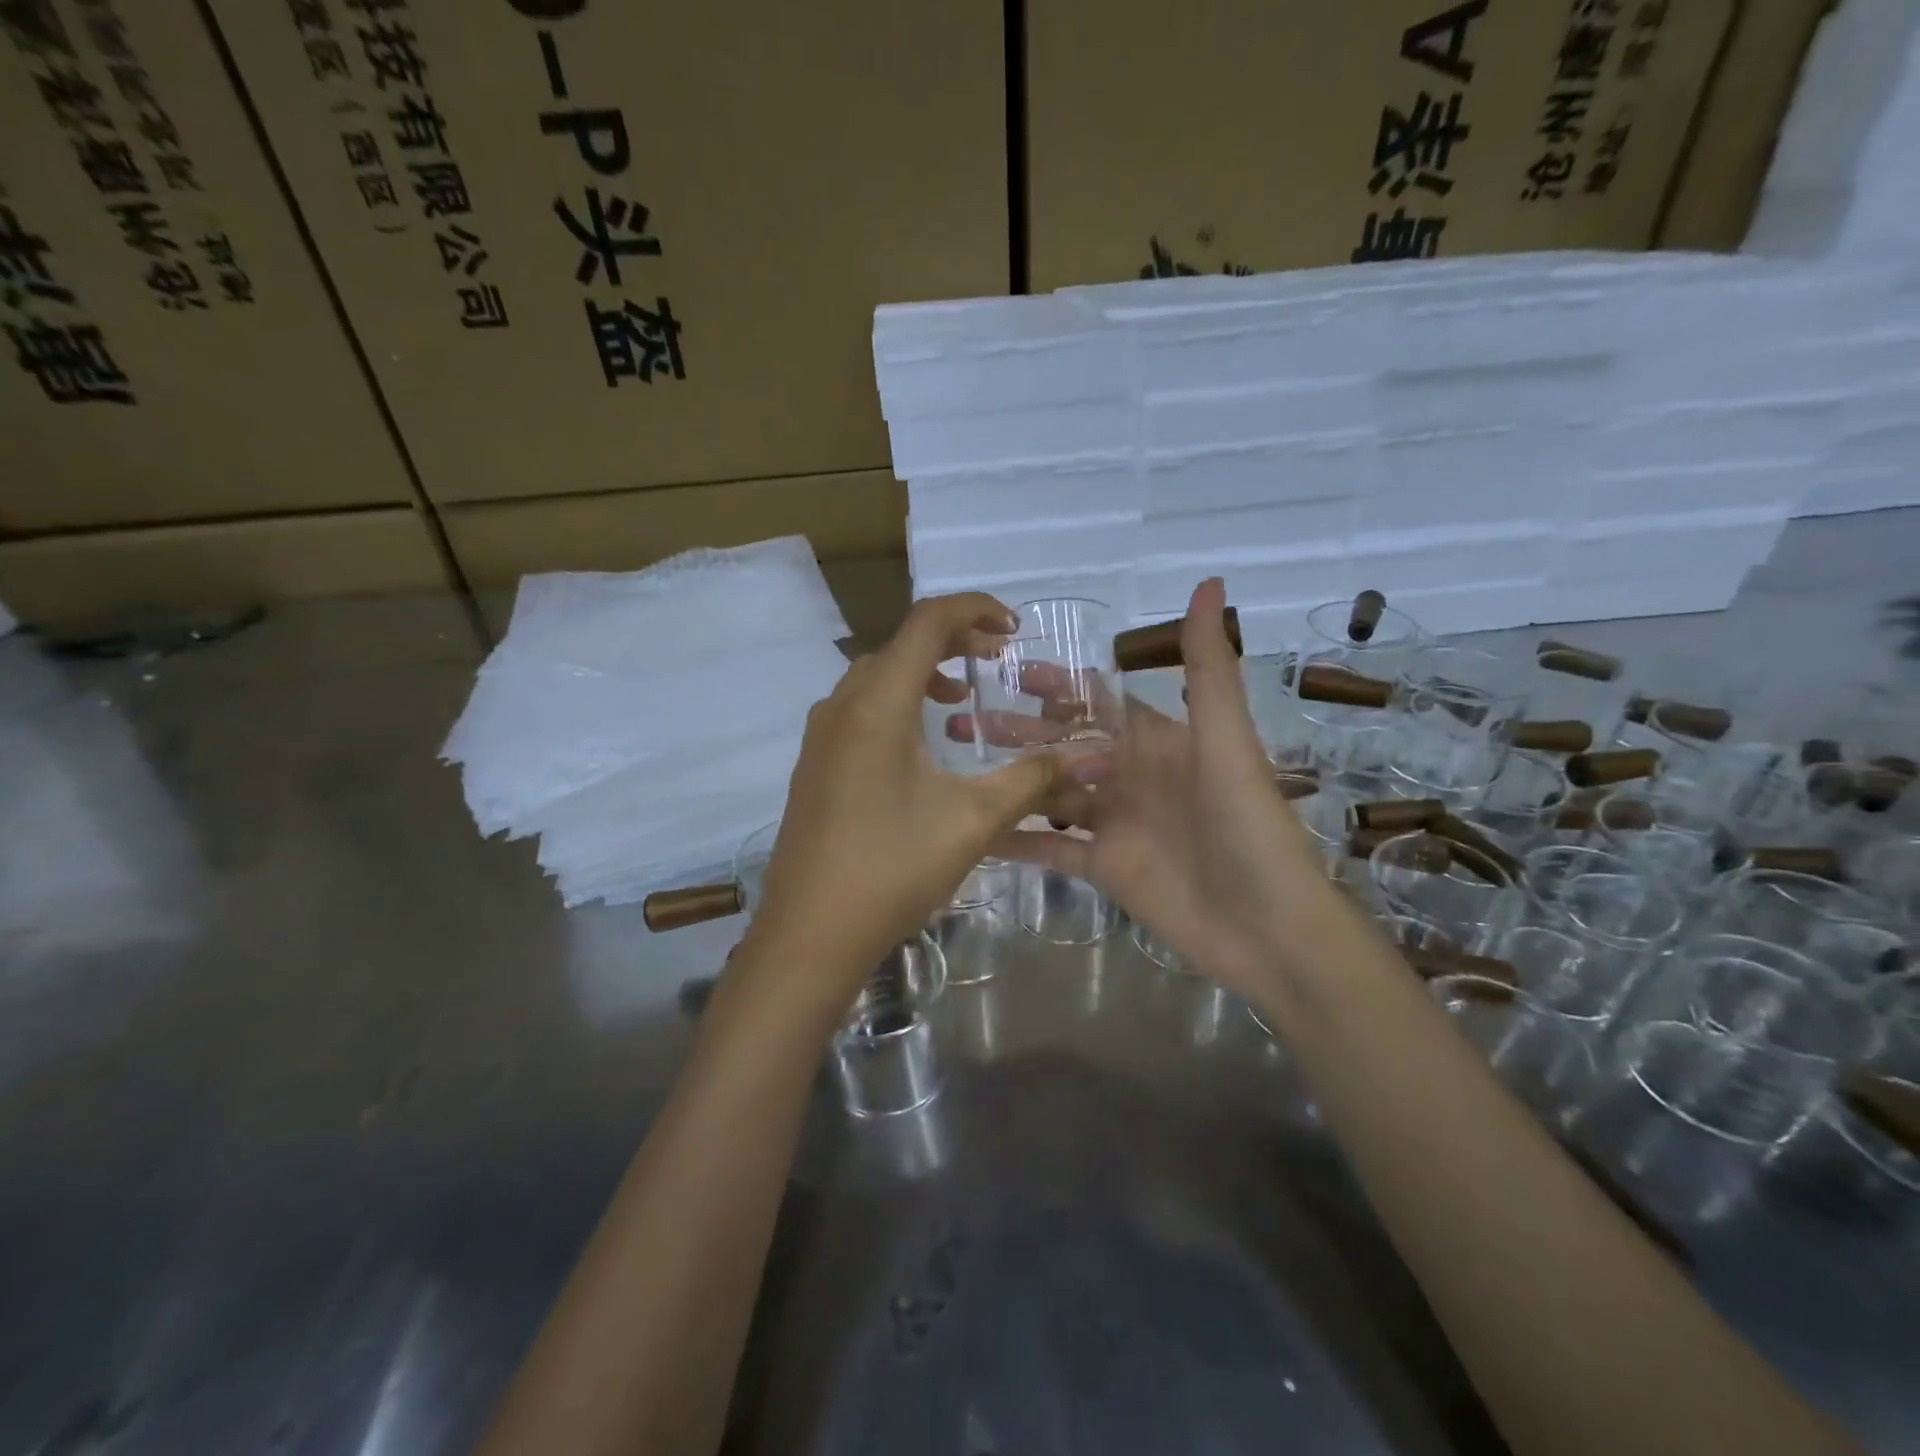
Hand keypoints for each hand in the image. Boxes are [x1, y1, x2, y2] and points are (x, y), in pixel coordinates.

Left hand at [742, 593, 1065, 1006]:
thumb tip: (1091, 755)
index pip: (927, 622)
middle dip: (952, 641)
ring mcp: (820, 736)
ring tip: (961, 700)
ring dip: (921, 674)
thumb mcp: (973, 820)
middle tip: (994, 660)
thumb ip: (1032, 779)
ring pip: (875, 677)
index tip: (1013, 629)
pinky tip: (919, 748)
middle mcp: (841, 705)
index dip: (975, 610)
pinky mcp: (814, 764)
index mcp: (877, 703)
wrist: (810, 933)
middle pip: (899, 644)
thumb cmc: (893, 867)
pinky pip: (858, 709)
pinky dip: (895, 703)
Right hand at [996, 579, 1334, 999]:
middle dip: (1017, 732)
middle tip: (959, 720)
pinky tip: (976, 831)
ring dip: (1010, 778)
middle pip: (1063, 746)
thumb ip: (1206, 667)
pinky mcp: (1104, 868)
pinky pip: (1051, 849)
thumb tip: (1209, 582)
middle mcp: (1131, 776)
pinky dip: (1017, 841)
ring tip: (957, 765)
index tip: (1007, 669)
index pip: (1097, 702)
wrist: (1267, 926)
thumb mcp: (1225, 739)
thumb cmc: (1247, 824)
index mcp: (1158, 741)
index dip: (1056, 685)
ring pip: (1051, 792)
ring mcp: (1115, 823)